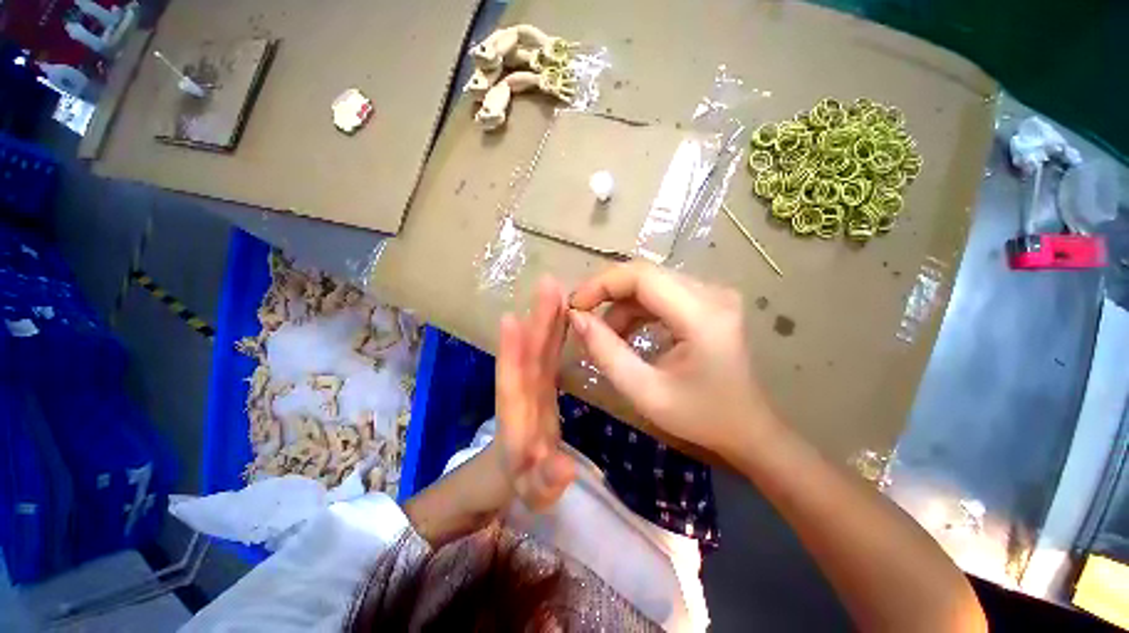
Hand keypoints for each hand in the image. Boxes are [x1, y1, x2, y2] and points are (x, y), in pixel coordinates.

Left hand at [495, 277, 575, 509]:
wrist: (510, 477)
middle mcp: (521, 395)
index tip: (513, 318)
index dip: (512, 351)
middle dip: (537, 321)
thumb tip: (564, 467)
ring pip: (538, 349)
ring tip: (557, 291)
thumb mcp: (534, 494)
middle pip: (528, 355)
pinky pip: (548, 354)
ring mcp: (531, 386)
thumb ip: (545, 483)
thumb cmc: (519, 486)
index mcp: (515, 418)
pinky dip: (555, 334)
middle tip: (549, 285)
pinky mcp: (542, 384)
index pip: (511, 382)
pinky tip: (565, 315)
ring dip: (546, 320)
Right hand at [567, 262, 775, 458]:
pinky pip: (662, 294)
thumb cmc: (700, 417)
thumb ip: (606, 353)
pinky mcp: (708, 302)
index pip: (642, 275)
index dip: (601, 284)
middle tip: (582, 318)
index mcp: (702, 315)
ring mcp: (713, 295)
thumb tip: (576, 318)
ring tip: (606, 336)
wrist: (749, 430)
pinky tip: (627, 334)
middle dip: (607, 293)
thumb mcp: (645, 392)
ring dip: (621, 305)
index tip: (575, 306)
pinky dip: (637, 310)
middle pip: (645, 274)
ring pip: (651, 283)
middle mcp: (712, 293)